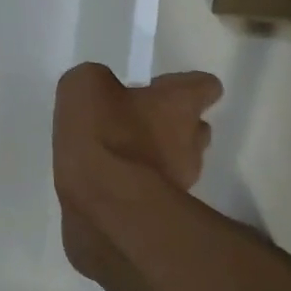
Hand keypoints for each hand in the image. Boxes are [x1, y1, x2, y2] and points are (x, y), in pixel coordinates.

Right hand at [53, 63, 221, 286]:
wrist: (106, 202)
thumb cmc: (102, 133)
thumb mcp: (84, 86)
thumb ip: (97, 80)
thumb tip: (100, 89)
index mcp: (179, 103)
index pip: (206, 86)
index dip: (183, 85)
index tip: (158, 88)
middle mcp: (191, 139)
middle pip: (196, 126)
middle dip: (171, 123)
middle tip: (136, 121)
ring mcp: (183, 179)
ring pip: (179, 159)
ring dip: (158, 155)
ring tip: (121, 155)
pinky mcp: (163, 210)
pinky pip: (157, 188)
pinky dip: (140, 183)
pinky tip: (110, 181)